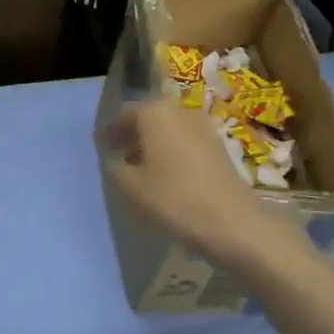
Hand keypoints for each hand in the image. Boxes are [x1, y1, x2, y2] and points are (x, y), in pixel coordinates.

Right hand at [102, 99, 286, 267]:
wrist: (231, 221)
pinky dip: (171, 151)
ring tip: (140, 167)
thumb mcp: (129, 186)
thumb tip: (115, 159)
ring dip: (153, 143)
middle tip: (118, 154)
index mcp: (155, 112)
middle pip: (149, 118)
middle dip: (132, 134)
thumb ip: (115, 167)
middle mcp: (180, 111)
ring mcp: (204, 127)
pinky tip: (165, 174)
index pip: (125, 115)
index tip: (101, 146)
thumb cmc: (173, 198)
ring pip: (169, 130)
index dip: (111, 132)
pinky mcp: (219, 147)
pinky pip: (185, 142)